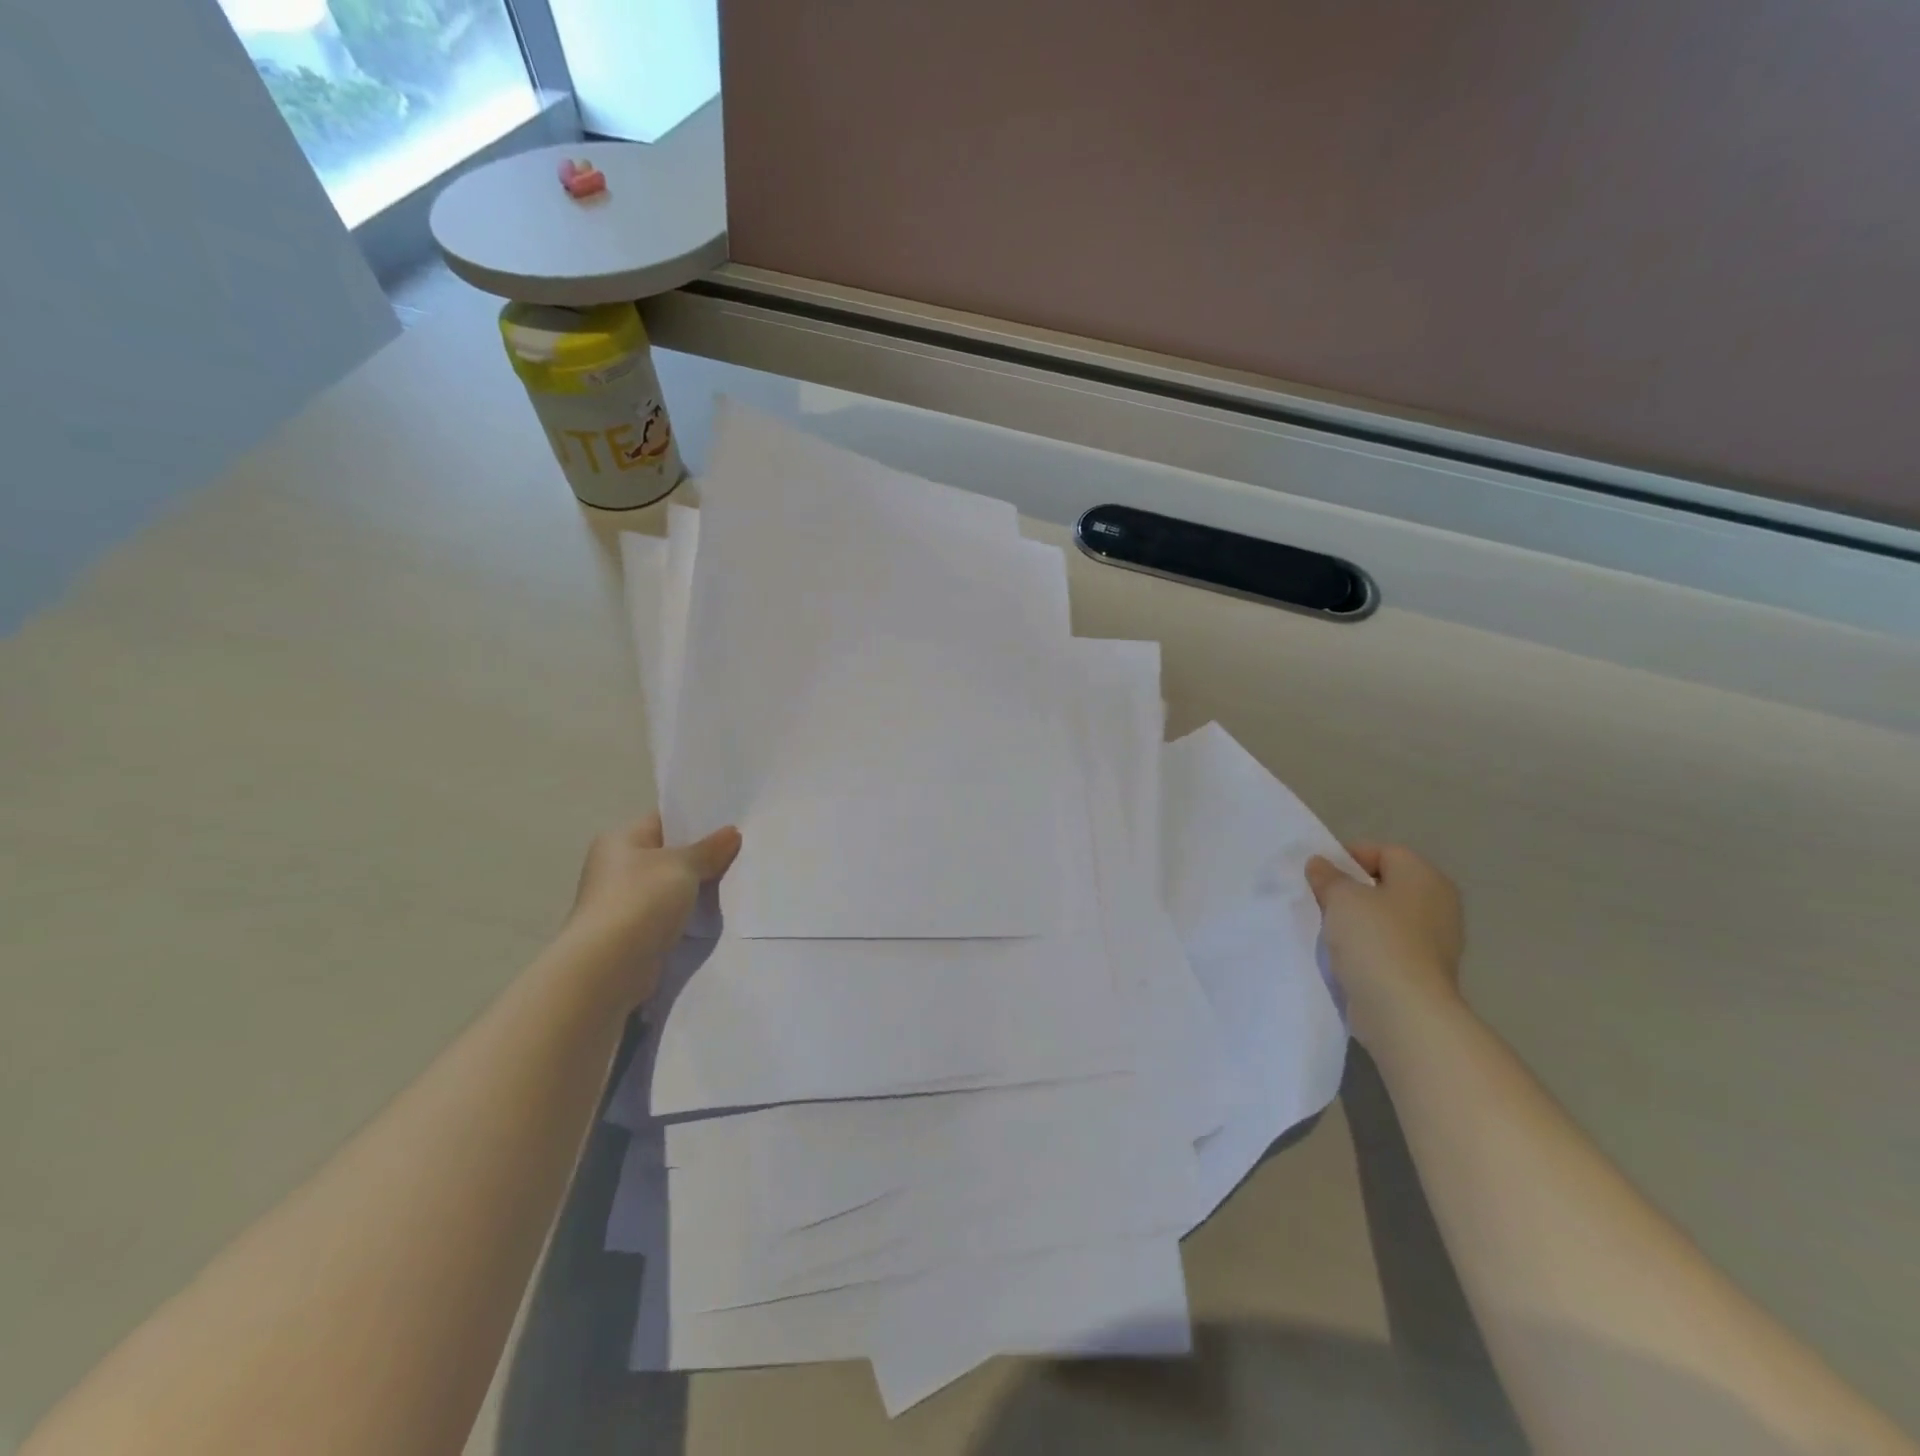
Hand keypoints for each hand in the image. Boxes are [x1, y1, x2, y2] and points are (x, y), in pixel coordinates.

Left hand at [561, 814, 740, 1005]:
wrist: (609, 966)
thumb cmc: (641, 900)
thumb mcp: (682, 865)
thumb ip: (709, 849)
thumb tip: (731, 833)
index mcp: (621, 840)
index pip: (663, 819)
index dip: (697, 818)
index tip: (732, 821)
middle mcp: (617, 867)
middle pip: (669, 853)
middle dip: (703, 855)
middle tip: (742, 851)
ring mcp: (624, 901)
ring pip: (672, 886)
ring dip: (698, 887)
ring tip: (737, 880)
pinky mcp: (634, 932)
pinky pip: (670, 913)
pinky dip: (689, 913)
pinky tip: (716, 913)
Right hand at [1305, 844, 1465, 1045]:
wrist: (1403, 1010)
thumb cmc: (1375, 939)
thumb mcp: (1341, 897)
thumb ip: (1328, 876)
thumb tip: (1320, 864)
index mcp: (1424, 877)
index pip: (1383, 851)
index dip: (1348, 857)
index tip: (1319, 875)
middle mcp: (1438, 904)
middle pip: (1385, 884)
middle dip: (1351, 890)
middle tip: (1320, 900)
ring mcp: (1435, 940)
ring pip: (1386, 917)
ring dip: (1357, 921)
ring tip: (1328, 929)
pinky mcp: (1424, 971)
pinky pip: (1389, 946)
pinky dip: (1367, 947)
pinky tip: (1344, 956)